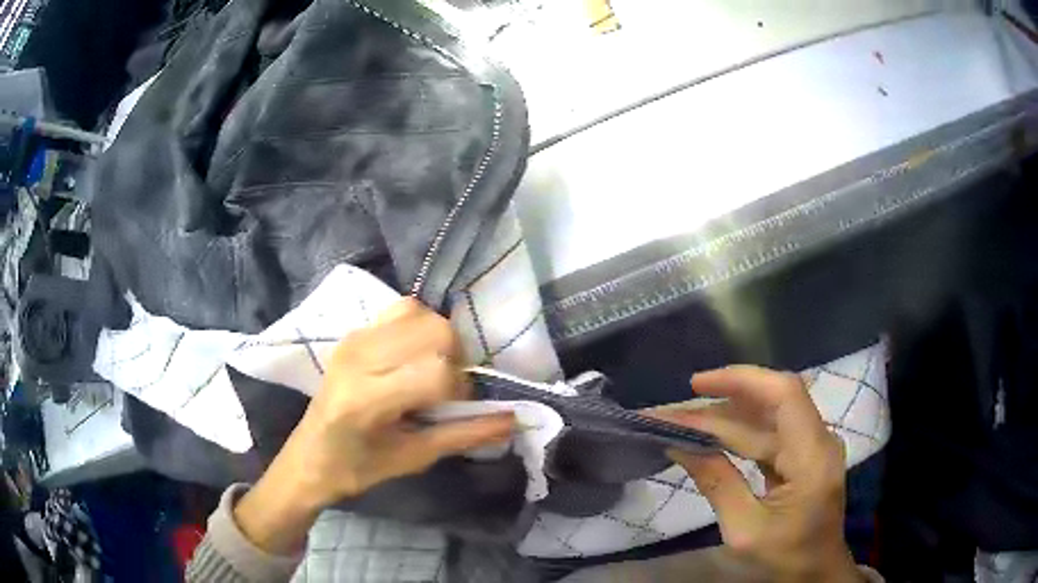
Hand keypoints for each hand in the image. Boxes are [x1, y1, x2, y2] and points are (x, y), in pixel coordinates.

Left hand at [234, 298, 514, 554]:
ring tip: (430, 371)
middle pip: (434, 331)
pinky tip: (413, 355)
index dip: (459, 390)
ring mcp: (355, 339)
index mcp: (367, 399)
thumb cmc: (359, 467)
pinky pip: (402, 310)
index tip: (453, 410)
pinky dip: (420, 327)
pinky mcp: (354, 332)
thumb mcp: (414, 458)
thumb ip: (465, 434)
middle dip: (455, 359)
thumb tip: (514, 419)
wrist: (310, 455)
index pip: (436, 372)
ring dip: (439, 341)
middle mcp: (359, 358)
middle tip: (445, 389)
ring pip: (420, 314)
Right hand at [651, 367, 859, 582]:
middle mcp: (818, 440)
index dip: (741, 379)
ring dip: (723, 419)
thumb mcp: (745, 530)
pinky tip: (708, 438)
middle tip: (670, 414)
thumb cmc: (784, 558)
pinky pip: (768, 435)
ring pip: (765, 418)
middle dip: (718, 407)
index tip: (696, 384)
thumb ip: (717, 484)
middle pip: (769, 405)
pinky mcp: (803, 455)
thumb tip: (680, 446)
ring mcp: (812, 446)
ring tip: (680, 423)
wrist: (815, 572)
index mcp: (812, 457)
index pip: (784, 394)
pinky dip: (736, 435)